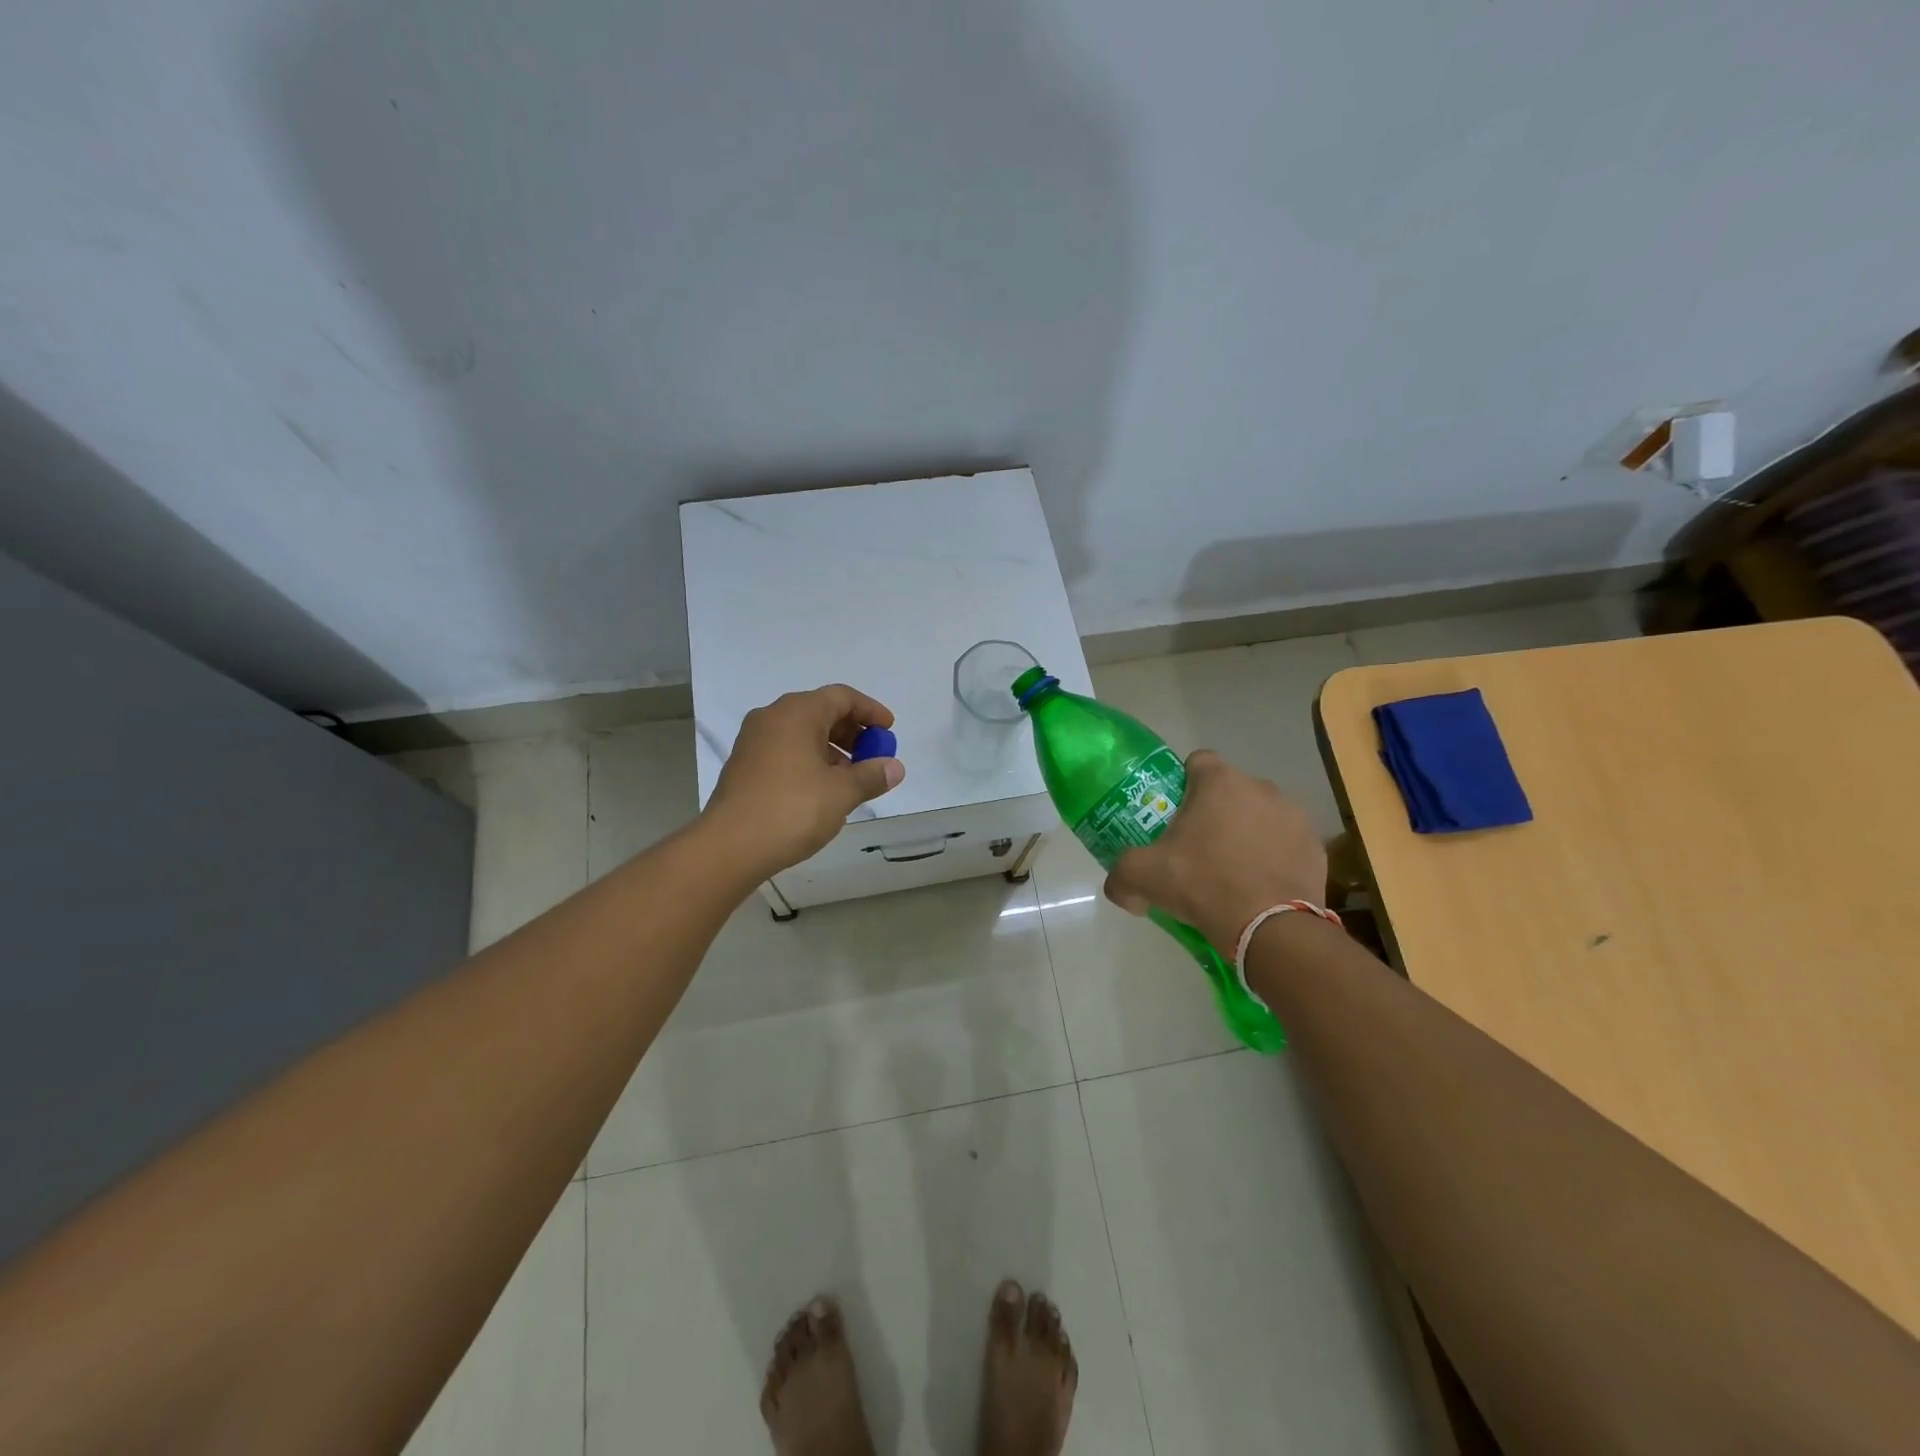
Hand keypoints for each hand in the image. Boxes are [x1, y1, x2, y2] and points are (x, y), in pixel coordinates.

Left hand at [703, 684, 904, 879]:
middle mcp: (772, 718)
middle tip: (873, 756)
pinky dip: (810, 761)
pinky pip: (786, 751)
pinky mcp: (744, 766)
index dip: (870, 711)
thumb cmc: (792, 809)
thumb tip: (894, 767)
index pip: (842, 697)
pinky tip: (822, 790)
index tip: (889, 731)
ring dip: (832, 749)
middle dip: (852, 732)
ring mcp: (753, 741)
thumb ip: (871, 776)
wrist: (730, 846)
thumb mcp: (842, 792)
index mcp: (797, 713)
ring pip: (802, 733)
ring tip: (851, 779)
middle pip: (820, 712)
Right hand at [1103, 750, 1326, 954]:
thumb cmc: (1203, 884)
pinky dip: (1274, 859)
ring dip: (1246, 834)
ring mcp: (1295, 817)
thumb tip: (1121, 889)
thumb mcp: (1142, 877)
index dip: (1181, 784)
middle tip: (1196, 849)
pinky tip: (1260, 888)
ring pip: (1260, 816)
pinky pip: (1286, 845)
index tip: (1173, 814)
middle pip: (1230, 791)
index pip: (1197, 762)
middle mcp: (1261, 788)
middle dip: (1214, 813)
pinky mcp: (1316, 848)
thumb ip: (1121, 875)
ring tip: (1231, 872)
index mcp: (1220, 782)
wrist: (1271, 928)